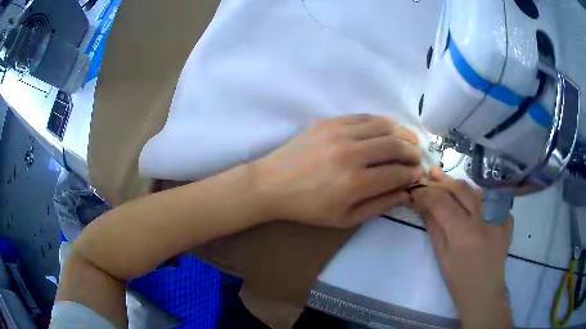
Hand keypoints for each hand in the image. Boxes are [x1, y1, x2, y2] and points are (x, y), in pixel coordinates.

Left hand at [251, 114, 422, 227]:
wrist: (272, 184)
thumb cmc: (308, 208)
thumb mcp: (344, 219)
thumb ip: (379, 206)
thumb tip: (406, 193)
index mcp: (354, 184)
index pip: (397, 173)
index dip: (412, 174)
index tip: (417, 175)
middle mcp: (350, 154)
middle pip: (395, 145)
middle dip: (413, 152)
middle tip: (417, 158)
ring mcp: (338, 133)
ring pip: (383, 125)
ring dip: (402, 133)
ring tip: (410, 140)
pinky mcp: (329, 122)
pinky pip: (364, 117)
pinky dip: (381, 122)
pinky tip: (387, 129)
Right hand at [411, 169, 512, 328]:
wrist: (483, 293)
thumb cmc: (458, 281)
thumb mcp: (441, 257)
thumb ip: (434, 228)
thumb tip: (423, 206)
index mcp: (462, 232)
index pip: (441, 202)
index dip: (426, 193)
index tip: (416, 189)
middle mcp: (482, 220)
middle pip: (461, 189)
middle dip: (443, 180)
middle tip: (430, 174)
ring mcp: (497, 219)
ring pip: (477, 191)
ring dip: (461, 186)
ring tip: (449, 182)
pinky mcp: (505, 222)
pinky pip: (495, 201)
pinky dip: (483, 198)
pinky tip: (476, 200)